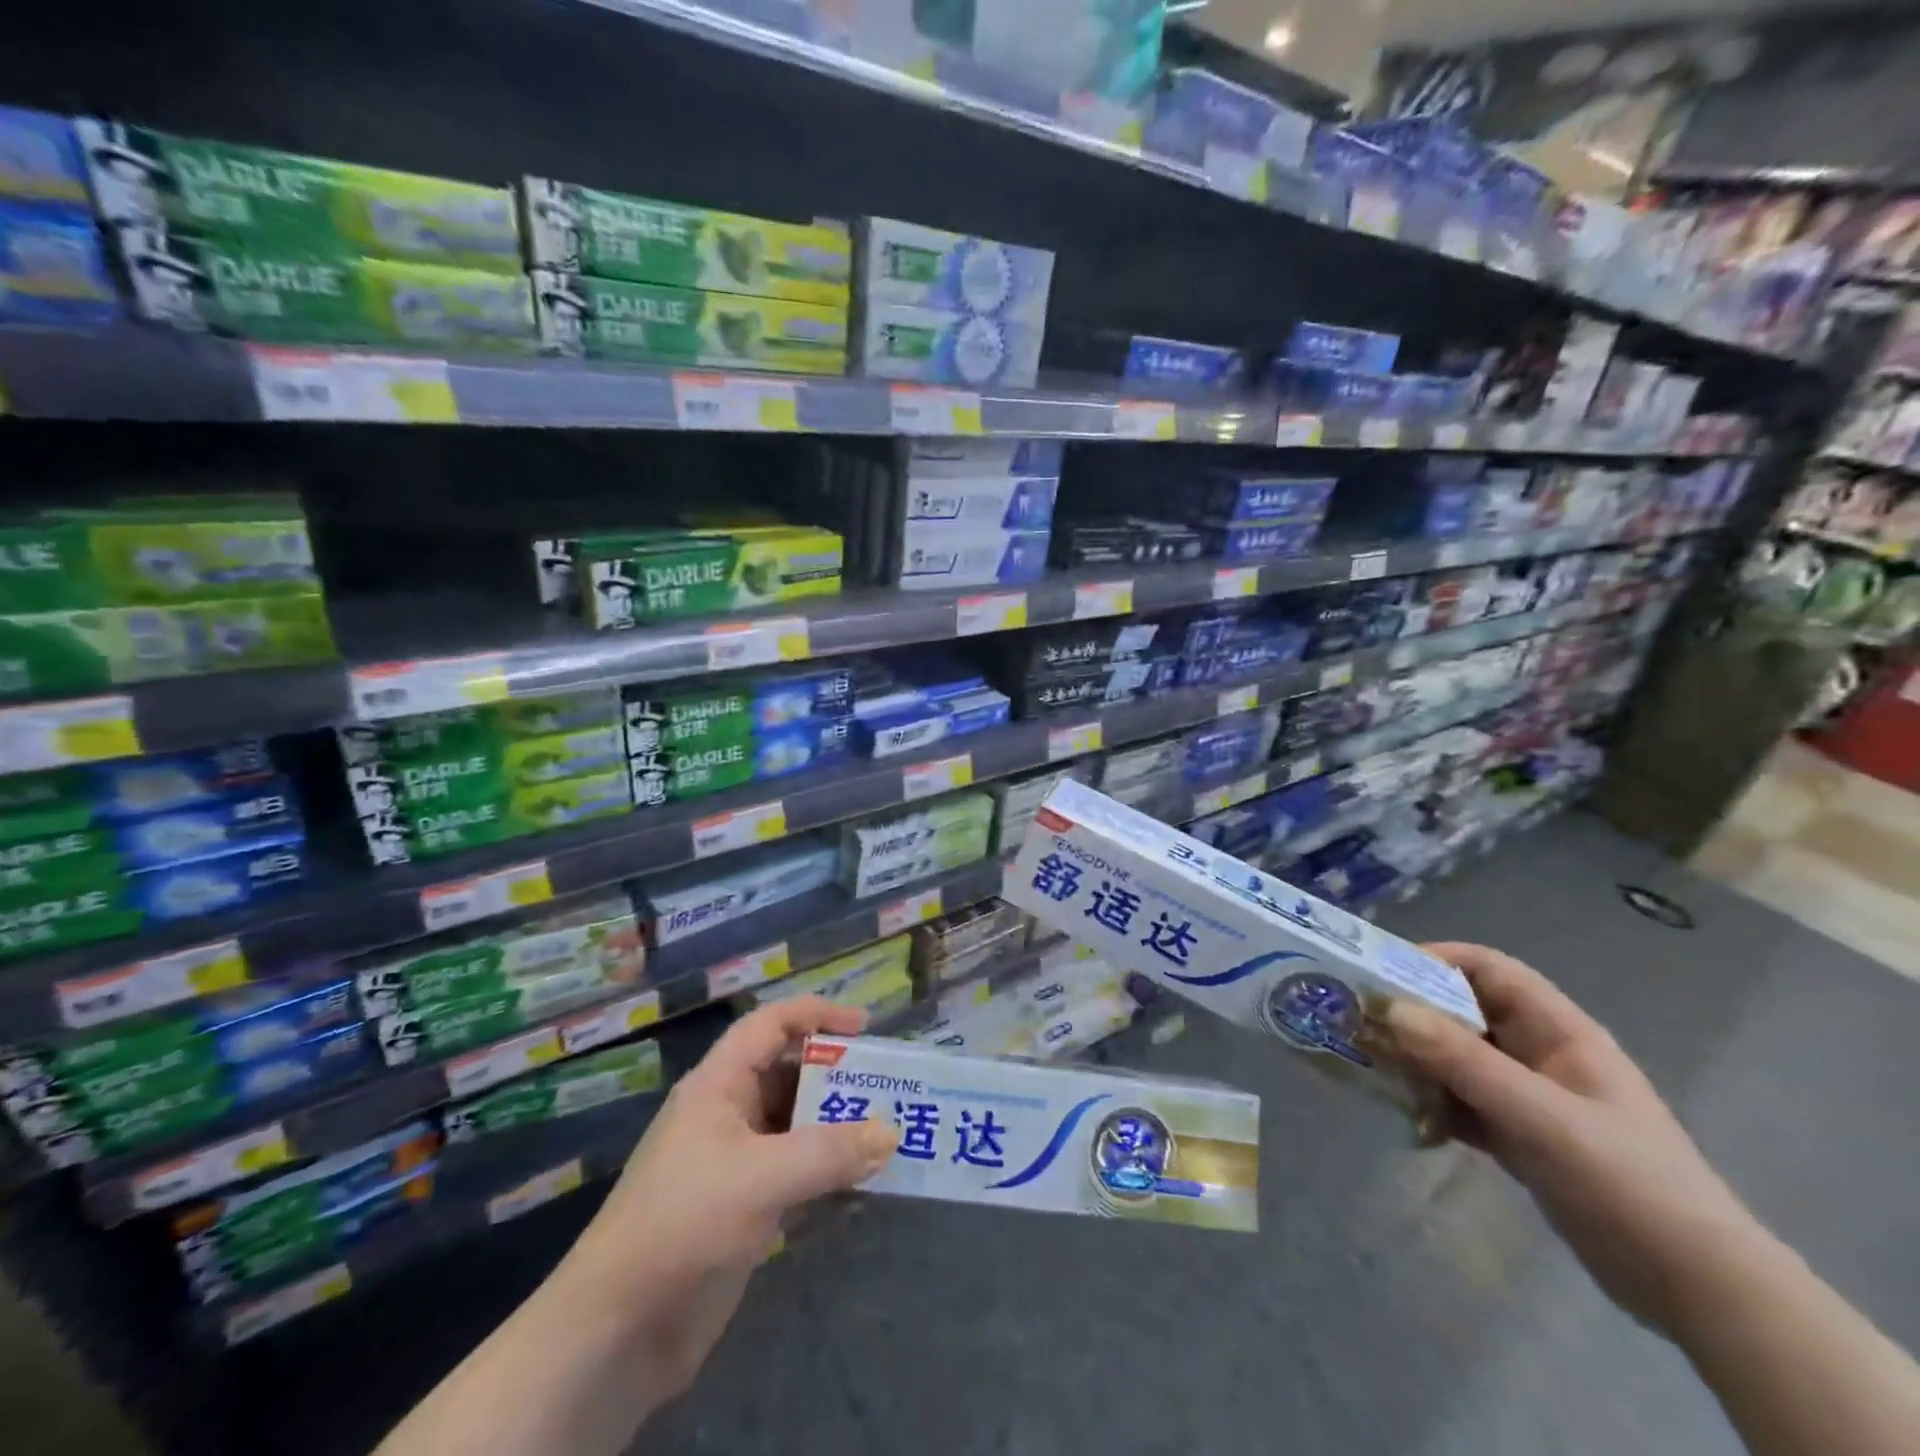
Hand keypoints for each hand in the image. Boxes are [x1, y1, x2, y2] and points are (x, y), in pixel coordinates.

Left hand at [556, 997, 895, 1404]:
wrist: (617, 1331)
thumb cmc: (684, 1223)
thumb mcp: (762, 1178)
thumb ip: (830, 1153)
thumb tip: (890, 1132)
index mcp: (718, 1086)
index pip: (770, 1026)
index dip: (816, 1015)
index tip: (866, 1028)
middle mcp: (727, 1115)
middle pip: (789, 1075)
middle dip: (837, 1077)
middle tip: (888, 1085)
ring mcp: (735, 1164)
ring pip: (796, 1127)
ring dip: (837, 1128)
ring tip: (887, 1132)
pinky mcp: (743, 1209)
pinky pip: (796, 1174)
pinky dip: (828, 1173)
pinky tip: (863, 1185)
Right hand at [1386, 942, 1769, 1337]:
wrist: (1699, 1290)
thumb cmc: (1628, 1183)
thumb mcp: (1541, 1118)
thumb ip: (1464, 1062)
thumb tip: (1390, 1009)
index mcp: (1558, 1031)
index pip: (1488, 969)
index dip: (1434, 960)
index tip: (1380, 974)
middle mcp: (1539, 1054)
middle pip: (1463, 1011)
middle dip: (1411, 1013)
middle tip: (1358, 1021)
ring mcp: (1529, 1097)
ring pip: (1457, 1058)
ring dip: (1416, 1060)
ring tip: (1370, 1068)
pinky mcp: (1520, 1136)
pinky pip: (1462, 1101)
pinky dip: (1433, 1102)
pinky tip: (1407, 1118)